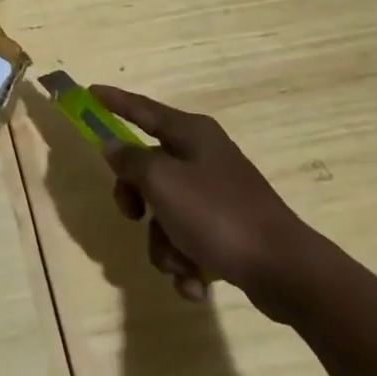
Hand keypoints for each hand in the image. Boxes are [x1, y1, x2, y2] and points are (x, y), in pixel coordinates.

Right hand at [96, 86, 321, 321]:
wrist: (287, 273)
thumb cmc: (218, 215)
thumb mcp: (162, 182)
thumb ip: (130, 161)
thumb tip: (113, 146)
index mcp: (191, 134)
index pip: (142, 108)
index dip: (114, 100)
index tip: (89, 92)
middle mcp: (204, 157)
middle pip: (148, 168)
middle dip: (137, 200)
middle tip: (132, 215)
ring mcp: (218, 195)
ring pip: (165, 211)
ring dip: (163, 243)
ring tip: (180, 264)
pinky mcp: (229, 231)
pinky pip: (188, 240)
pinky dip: (186, 262)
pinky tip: (196, 283)